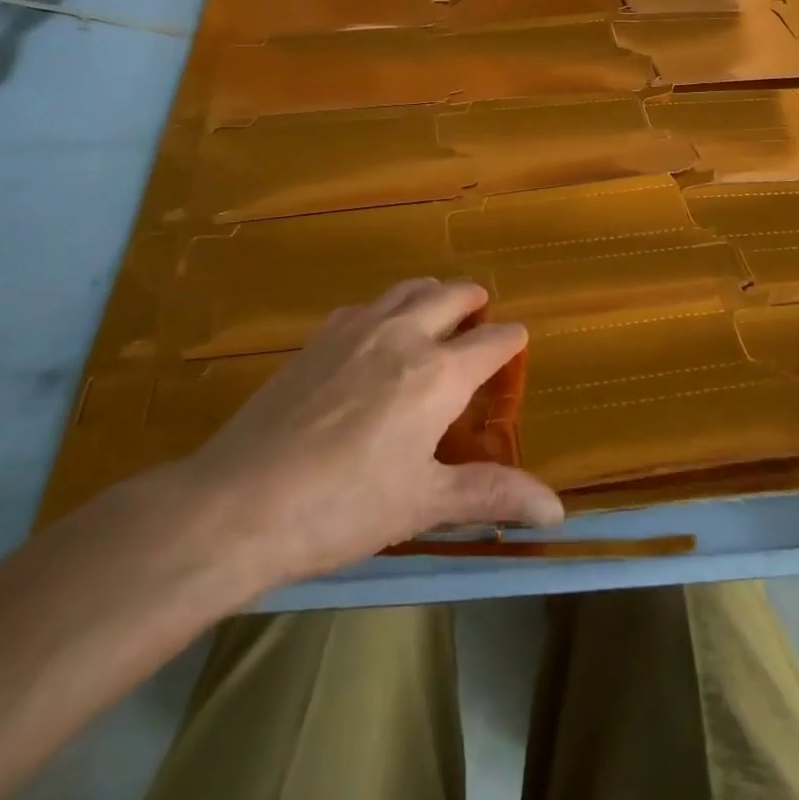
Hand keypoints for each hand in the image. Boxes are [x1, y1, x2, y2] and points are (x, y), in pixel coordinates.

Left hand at [176, 278, 563, 593]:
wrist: (241, 501)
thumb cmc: (344, 507)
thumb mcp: (423, 503)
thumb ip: (491, 494)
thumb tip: (558, 511)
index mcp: (439, 373)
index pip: (494, 341)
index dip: (512, 341)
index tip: (518, 346)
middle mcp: (404, 333)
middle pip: (453, 295)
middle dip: (475, 302)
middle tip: (480, 319)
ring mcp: (357, 328)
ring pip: (409, 288)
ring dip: (432, 295)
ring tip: (436, 316)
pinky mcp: (319, 336)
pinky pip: (368, 305)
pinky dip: (388, 309)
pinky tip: (375, 340)